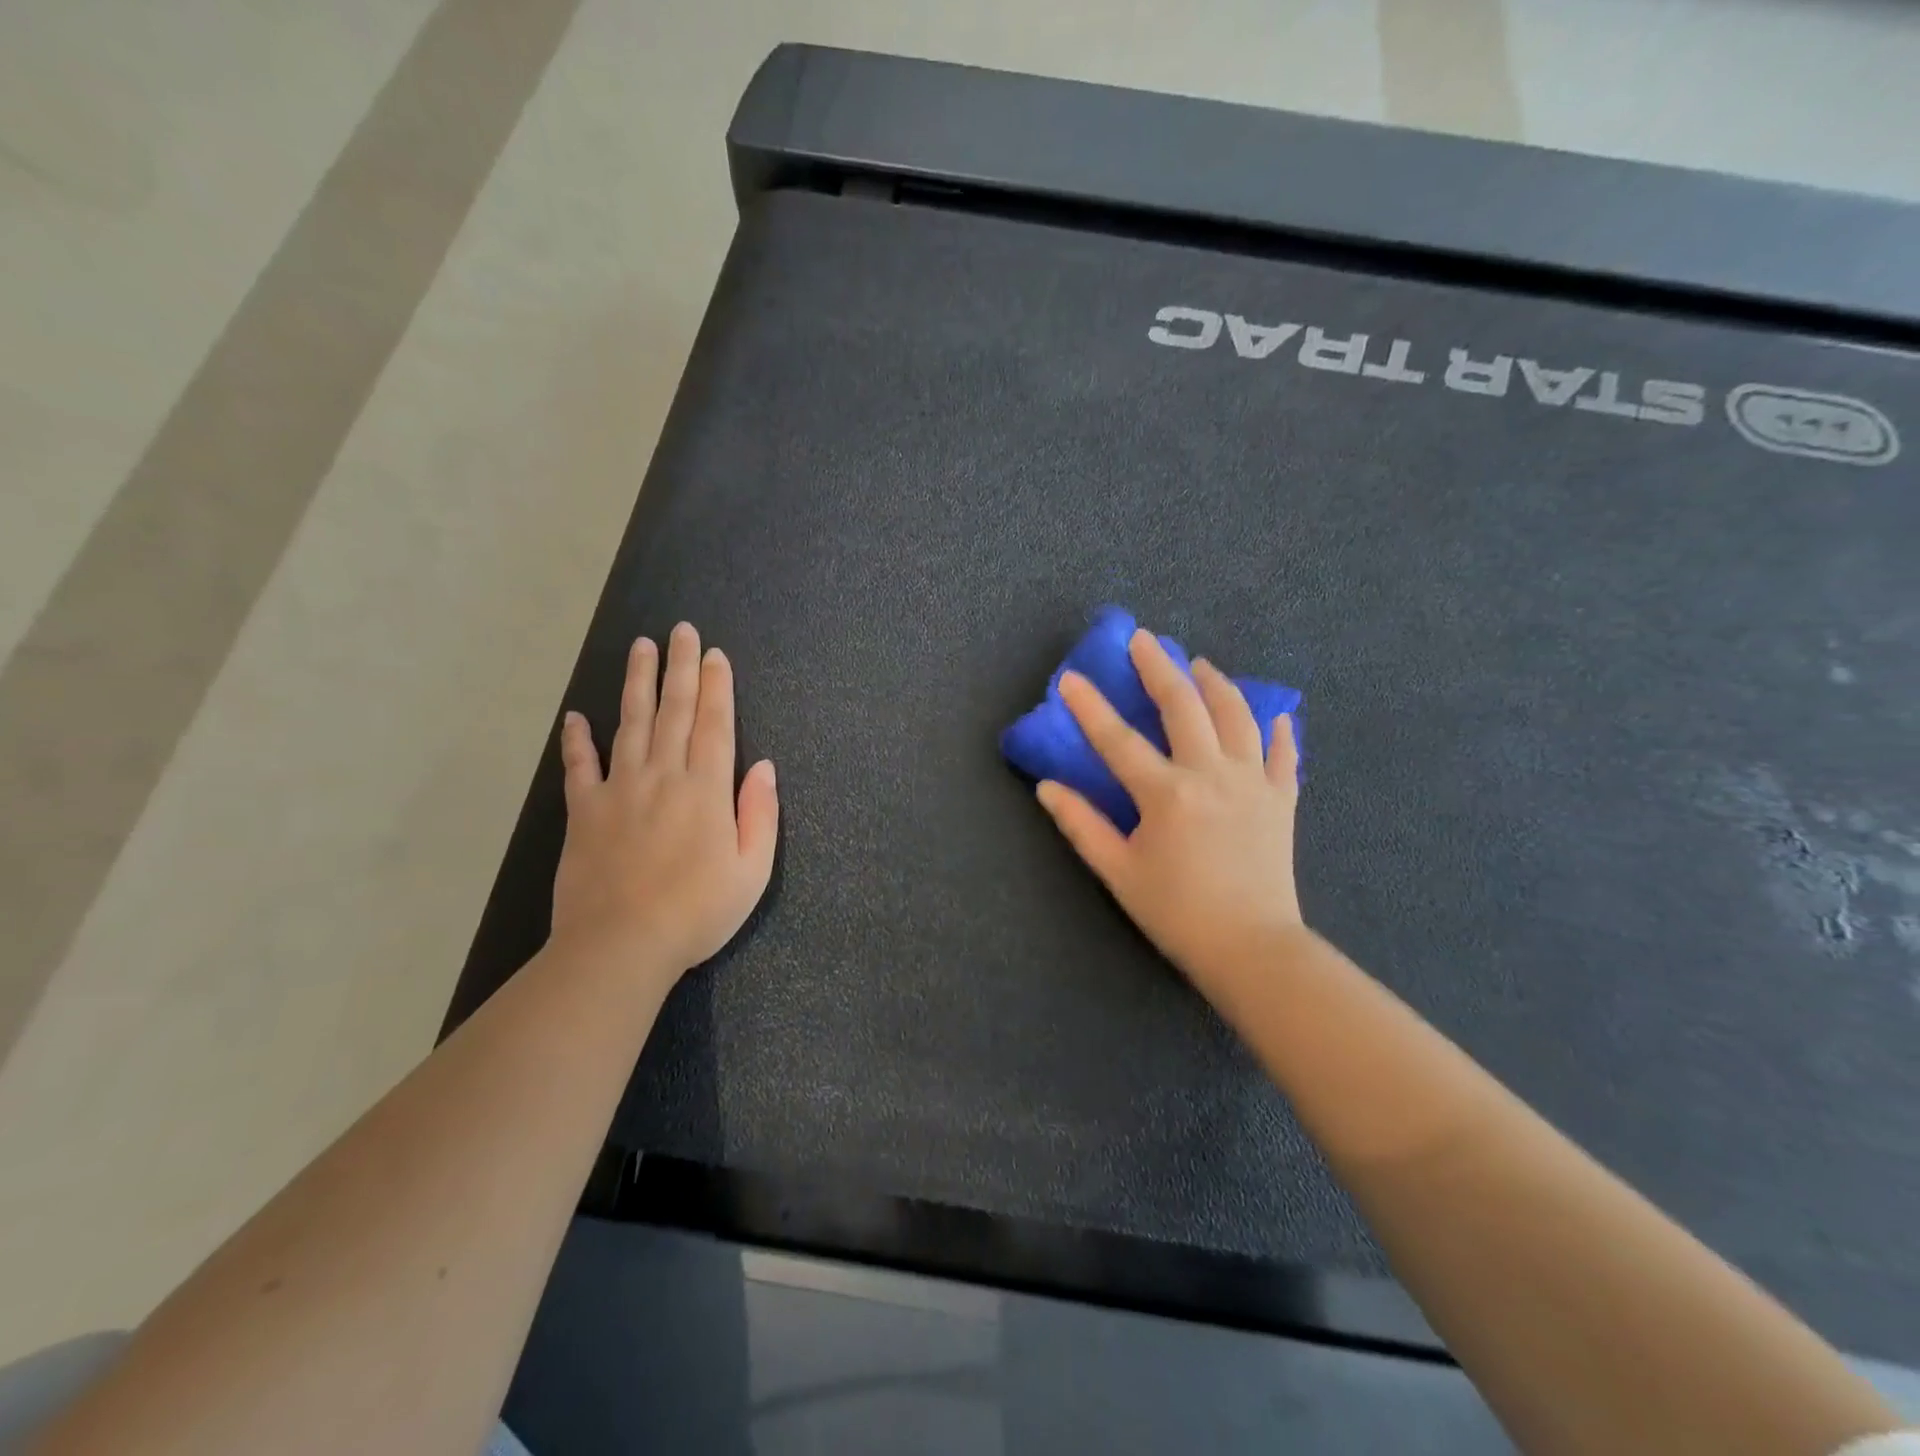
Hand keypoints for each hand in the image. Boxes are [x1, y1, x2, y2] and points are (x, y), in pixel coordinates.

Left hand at [551, 622, 778, 986]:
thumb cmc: (698, 912)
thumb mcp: (752, 871)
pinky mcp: (584, 812)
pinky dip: (576, 740)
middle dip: (680, 667)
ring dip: (637, 683)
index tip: (714, 654)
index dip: (716, 686)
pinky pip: (579, 767)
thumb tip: (764, 767)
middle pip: (675, 711)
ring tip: (640, 648)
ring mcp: (620, 790)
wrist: (621, 946)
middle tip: (680, 630)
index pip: (715, 724)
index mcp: (706, 789)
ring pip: (630, 723)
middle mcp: (664, 776)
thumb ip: (760, 814)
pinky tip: (575, 717)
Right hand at [1035, 629, 1303, 999]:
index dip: (1089, 707)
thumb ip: (1081, 825)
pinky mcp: (1282, 799)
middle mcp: (1212, 774)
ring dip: (1215, 683)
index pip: (1118, 739)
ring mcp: (1254, 782)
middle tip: (1144, 640)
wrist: (1253, 948)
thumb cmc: (1177, 913)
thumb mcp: (1118, 872)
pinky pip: (1283, 753)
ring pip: (1237, 715)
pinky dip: (1277, 730)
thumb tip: (1046, 788)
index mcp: (1167, 793)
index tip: (1069, 677)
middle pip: (1184, 706)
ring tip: (1199, 664)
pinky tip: (1273, 714)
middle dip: (1159, 668)